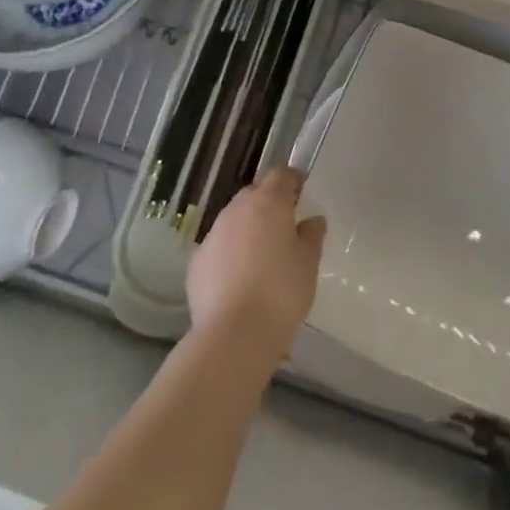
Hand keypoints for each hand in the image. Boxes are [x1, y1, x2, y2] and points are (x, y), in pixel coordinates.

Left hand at [188, 168, 325, 368]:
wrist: (234, 334)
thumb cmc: (282, 292)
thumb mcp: (308, 263)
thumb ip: (312, 235)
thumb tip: (313, 220)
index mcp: (267, 203)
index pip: (281, 175)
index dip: (293, 180)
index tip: (303, 191)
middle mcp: (236, 210)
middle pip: (254, 194)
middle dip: (269, 202)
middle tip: (285, 224)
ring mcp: (212, 235)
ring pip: (233, 220)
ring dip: (248, 228)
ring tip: (262, 254)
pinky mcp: (196, 262)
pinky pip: (218, 247)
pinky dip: (230, 253)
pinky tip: (240, 278)